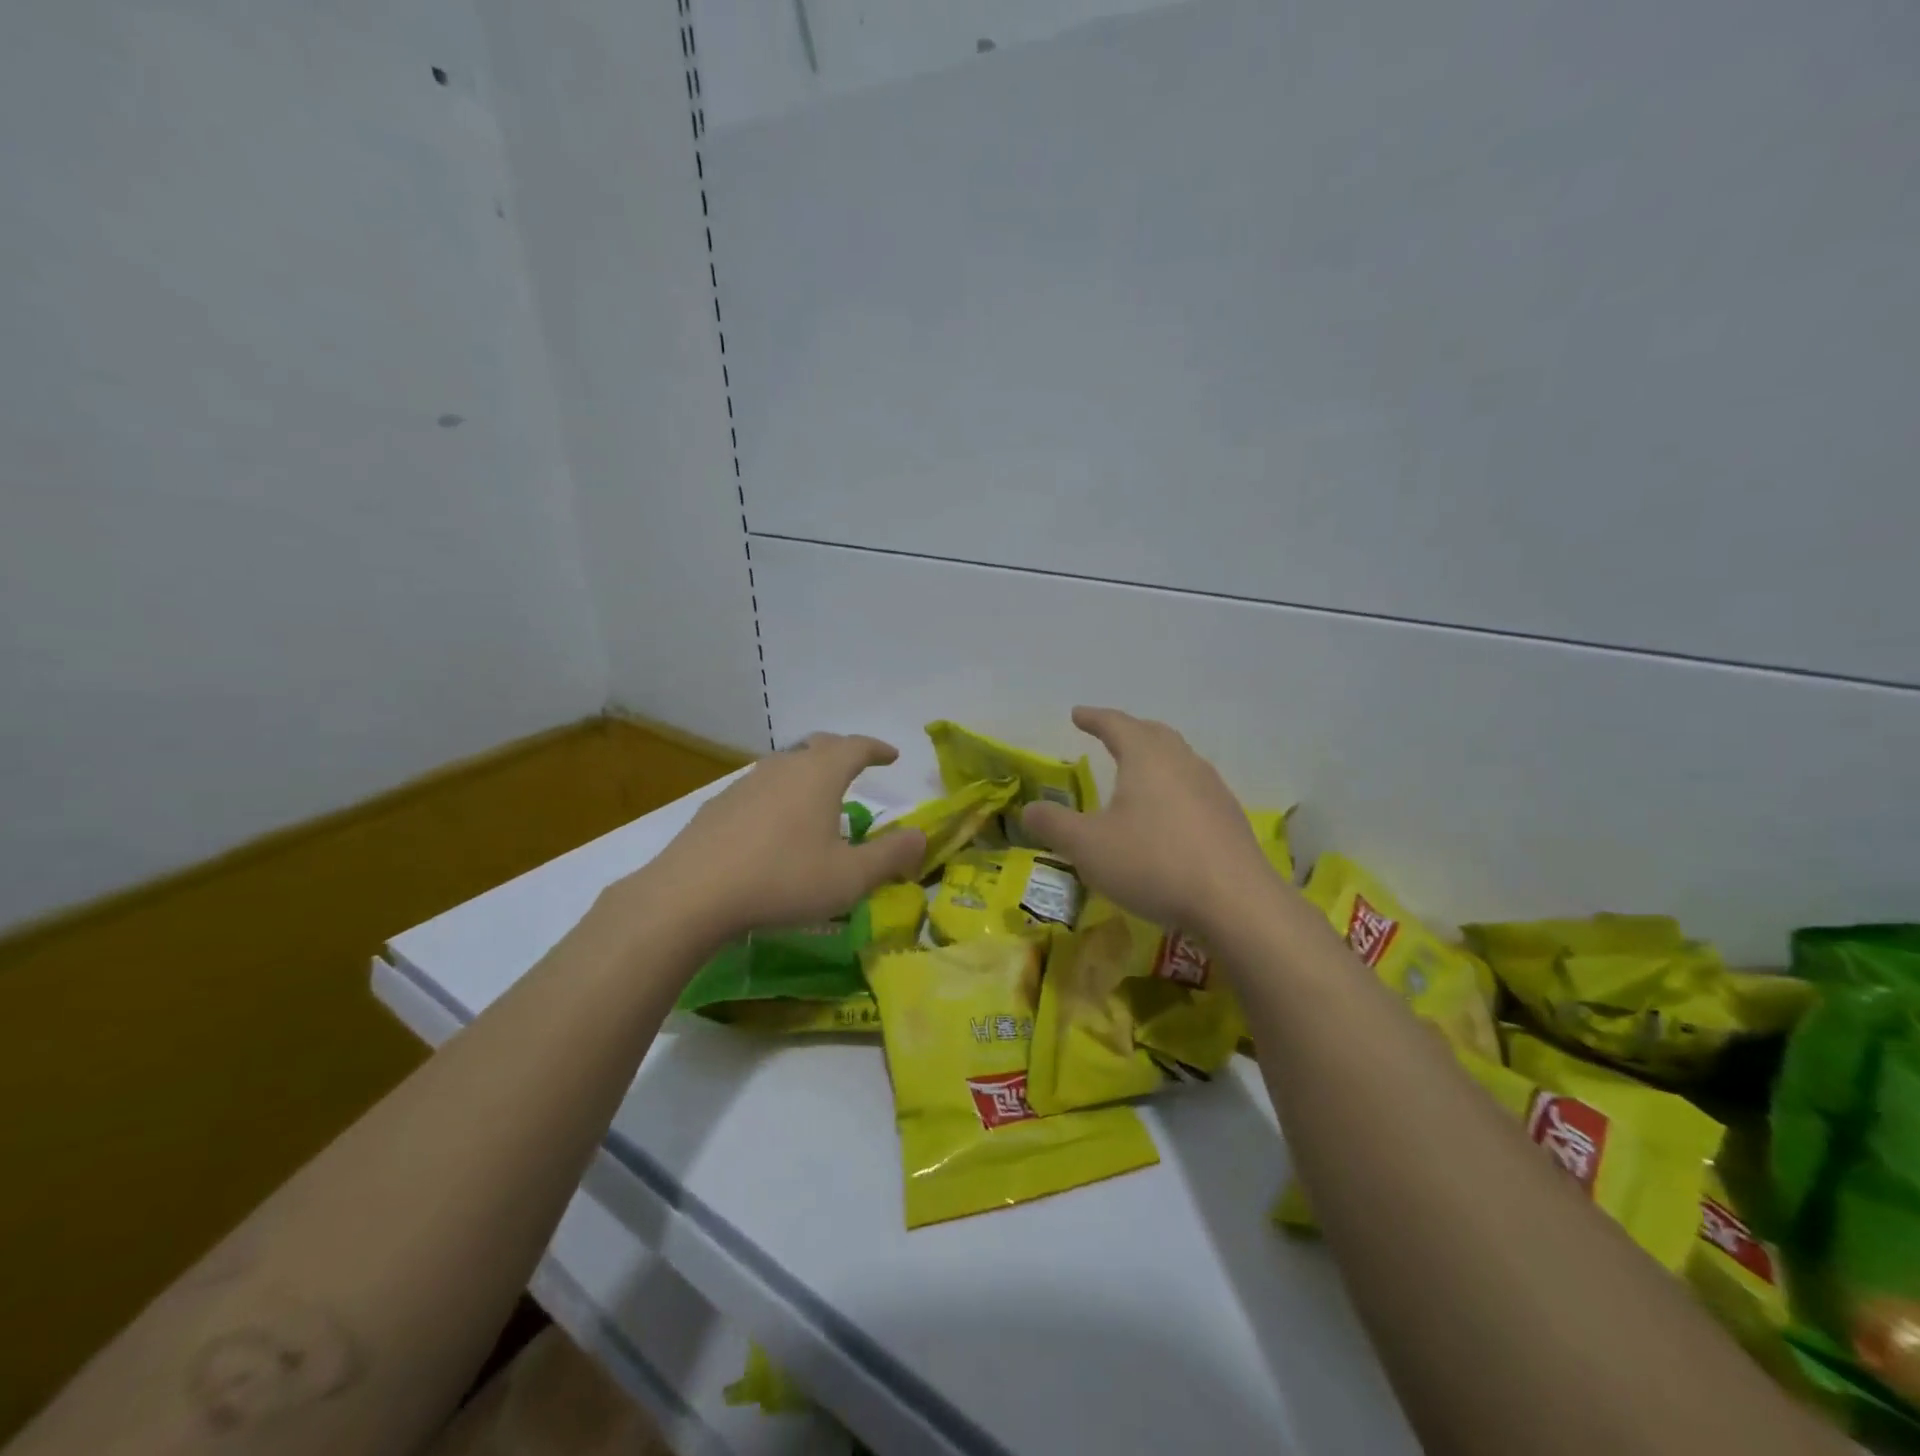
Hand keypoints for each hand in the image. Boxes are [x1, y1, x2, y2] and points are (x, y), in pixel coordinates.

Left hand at [632, 733, 925, 943]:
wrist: (692, 894)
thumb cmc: (783, 880)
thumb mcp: (849, 877)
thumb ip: (890, 856)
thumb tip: (920, 836)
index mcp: (819, 775)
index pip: (855, 746)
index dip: (876, 749)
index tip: (892, 755)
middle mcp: (783, 767)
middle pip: (818, 746)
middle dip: (842, 753)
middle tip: (857, 766)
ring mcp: (746, 783)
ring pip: (786, 765)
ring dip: (808, 773)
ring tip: (818, 796)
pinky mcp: (718, 805)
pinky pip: (760, 788)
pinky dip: (779, 794)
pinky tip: (774, 824)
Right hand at [1021, 707, 1275, 934]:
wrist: (1235, 903)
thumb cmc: (1153, 863)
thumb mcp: (1088, 847)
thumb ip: (1054, 825)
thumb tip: (1029, 809)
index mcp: (1147, 758)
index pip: (1116, 724)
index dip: (1094, 718)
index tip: (1077, 714)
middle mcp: (1182, 763)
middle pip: (1153, 734)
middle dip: (1129, 731)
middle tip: (1110, 734)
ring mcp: (1212, 789)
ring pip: (1179, 759)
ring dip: (1155, 757)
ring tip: (1139, 770)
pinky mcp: (1228, 818)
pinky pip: (1195, 787)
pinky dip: (1174, 786)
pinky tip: (1169, 812)